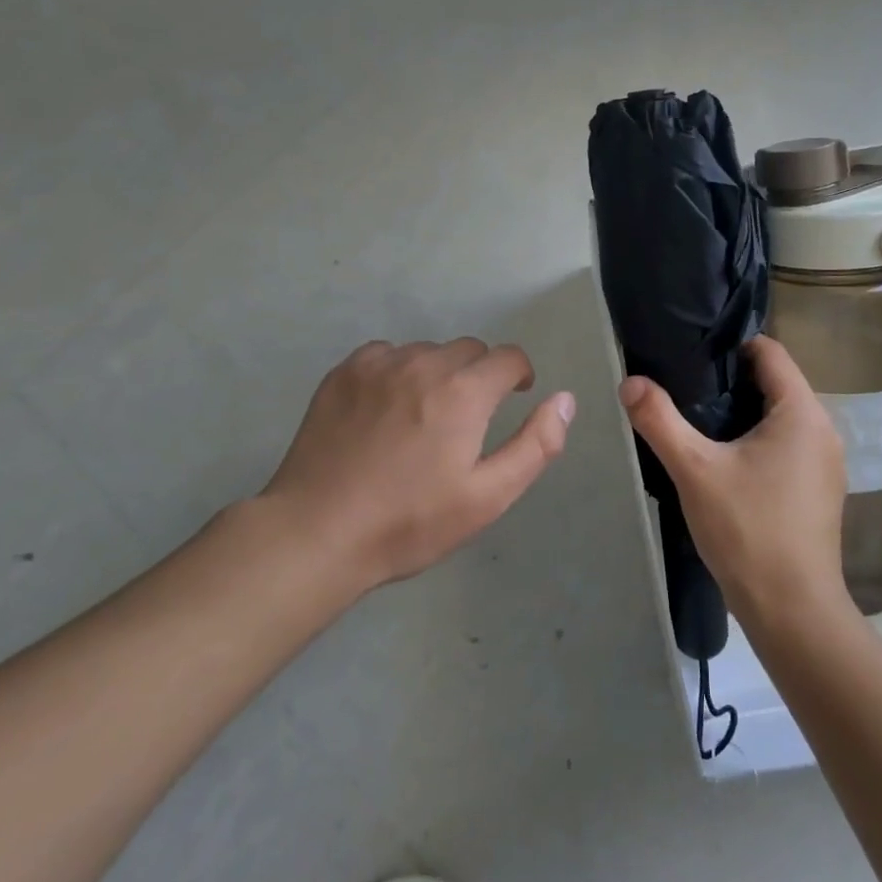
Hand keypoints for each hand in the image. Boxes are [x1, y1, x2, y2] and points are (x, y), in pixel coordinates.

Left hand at [257, 338, 574, 592]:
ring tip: (422, 418)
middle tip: (465, 420)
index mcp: (463, 392)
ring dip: (437, 373)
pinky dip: (397, 372)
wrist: (317, 532)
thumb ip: (536, 445)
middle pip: (468, 350)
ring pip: (427, 351)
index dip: (518, 375)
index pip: (508, 357)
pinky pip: (387, 355)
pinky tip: (385, 409)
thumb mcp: (487, 497)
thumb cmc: (410, 522)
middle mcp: (424, 364)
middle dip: (478, 376)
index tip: (513, 397)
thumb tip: (564, 399)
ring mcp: (379, 364)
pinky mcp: (344, 372)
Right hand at [619, 336, 848, 624]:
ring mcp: (825, 463)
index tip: (692, 354)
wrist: (792, 610)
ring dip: (743, 413)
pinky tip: (725, 461)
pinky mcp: (819, 490)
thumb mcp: (695, 469)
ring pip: (780, 417)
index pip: (771, 352)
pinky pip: (787, 445)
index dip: (732, 345)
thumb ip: (660, 420)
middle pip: (775, 383)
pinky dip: (758, 441)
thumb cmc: (748, 530)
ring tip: (698, 422)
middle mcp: (823, 430)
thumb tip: (630, 381)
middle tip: (685, 388)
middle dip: (731, 380)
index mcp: (802, 412)